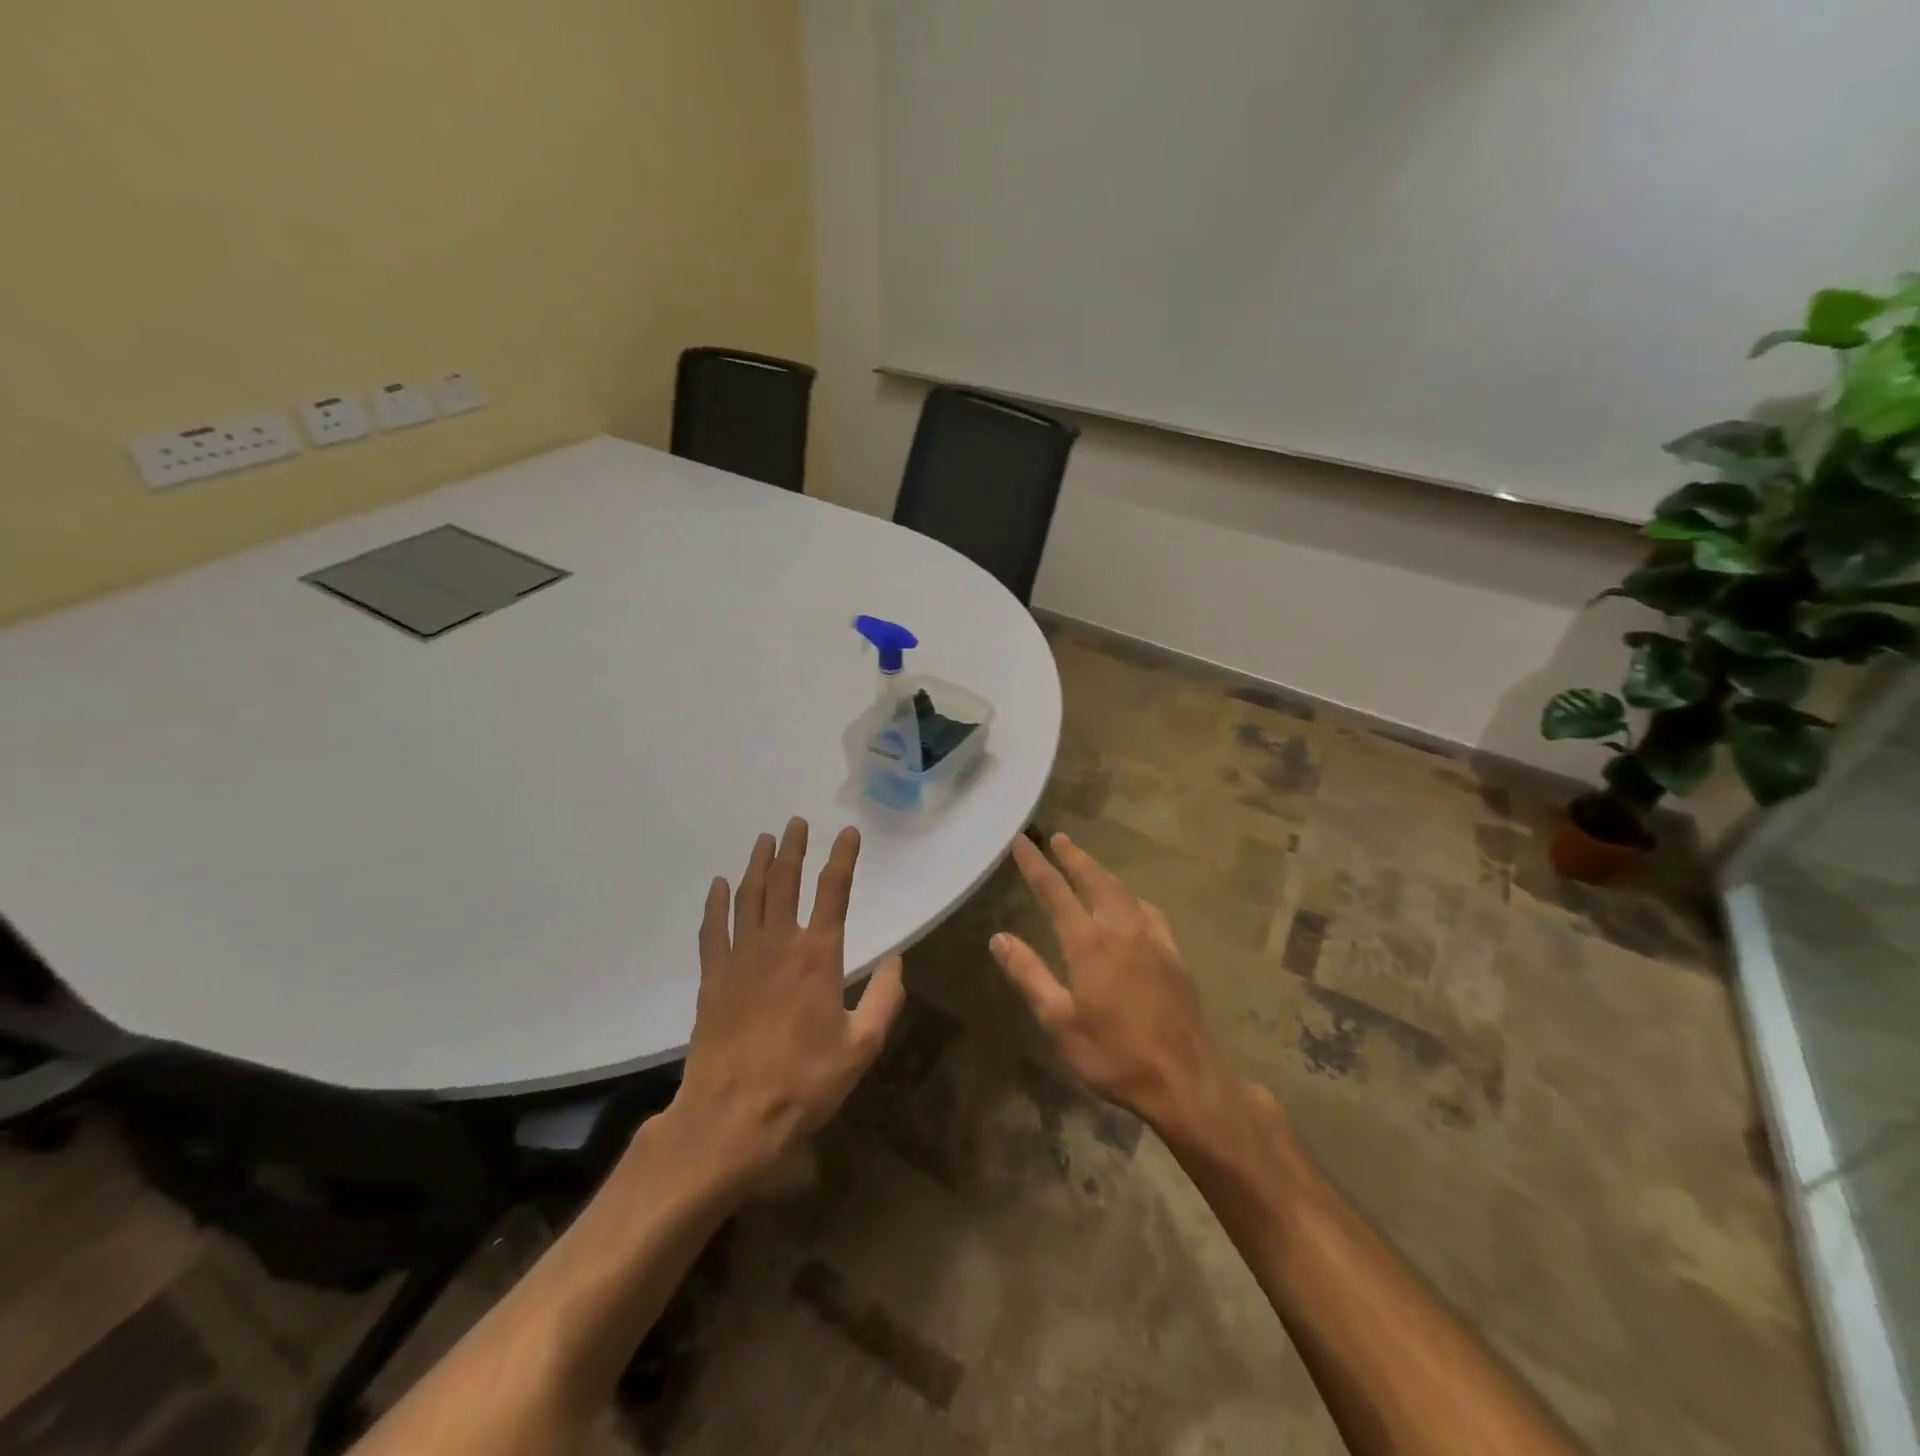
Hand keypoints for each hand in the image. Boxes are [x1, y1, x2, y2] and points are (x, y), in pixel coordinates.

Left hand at [670, 819, 905, 1180]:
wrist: (732, 1118)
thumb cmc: (804, 1084)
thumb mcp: (861, 1047)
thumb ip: (884, 999)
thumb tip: (898, 960)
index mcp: (818, 957)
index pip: (834, 893)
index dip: (842, 858)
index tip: (848, 833)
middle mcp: (778, 945)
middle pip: (786, 883)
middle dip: (794, 848)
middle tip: (797, 822)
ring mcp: (740, 958)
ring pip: (749, 897)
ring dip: (758, 864)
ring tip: (765, 840)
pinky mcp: (713, 978)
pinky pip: (713, 928)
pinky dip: (716, 902)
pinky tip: (719, 885)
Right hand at [991, 833, 1246, 1138]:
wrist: (1187, 1080)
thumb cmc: (1115, 1055)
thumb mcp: (1060, 1022)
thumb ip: (1029, 975)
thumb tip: (999, 937)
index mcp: (1090, 944)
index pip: (1056, 892)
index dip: (1036, 865)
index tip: (1022, 841)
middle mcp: (1122, 930)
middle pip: (1095, 880)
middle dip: (1074, 857)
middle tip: (1057, 838)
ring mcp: (1153, 939)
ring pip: (1123, 891)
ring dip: (1101, 872)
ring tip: (1086, 863)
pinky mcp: (1174, 954)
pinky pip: (1148, 910)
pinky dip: (1130, 896)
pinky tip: (1131, 903)